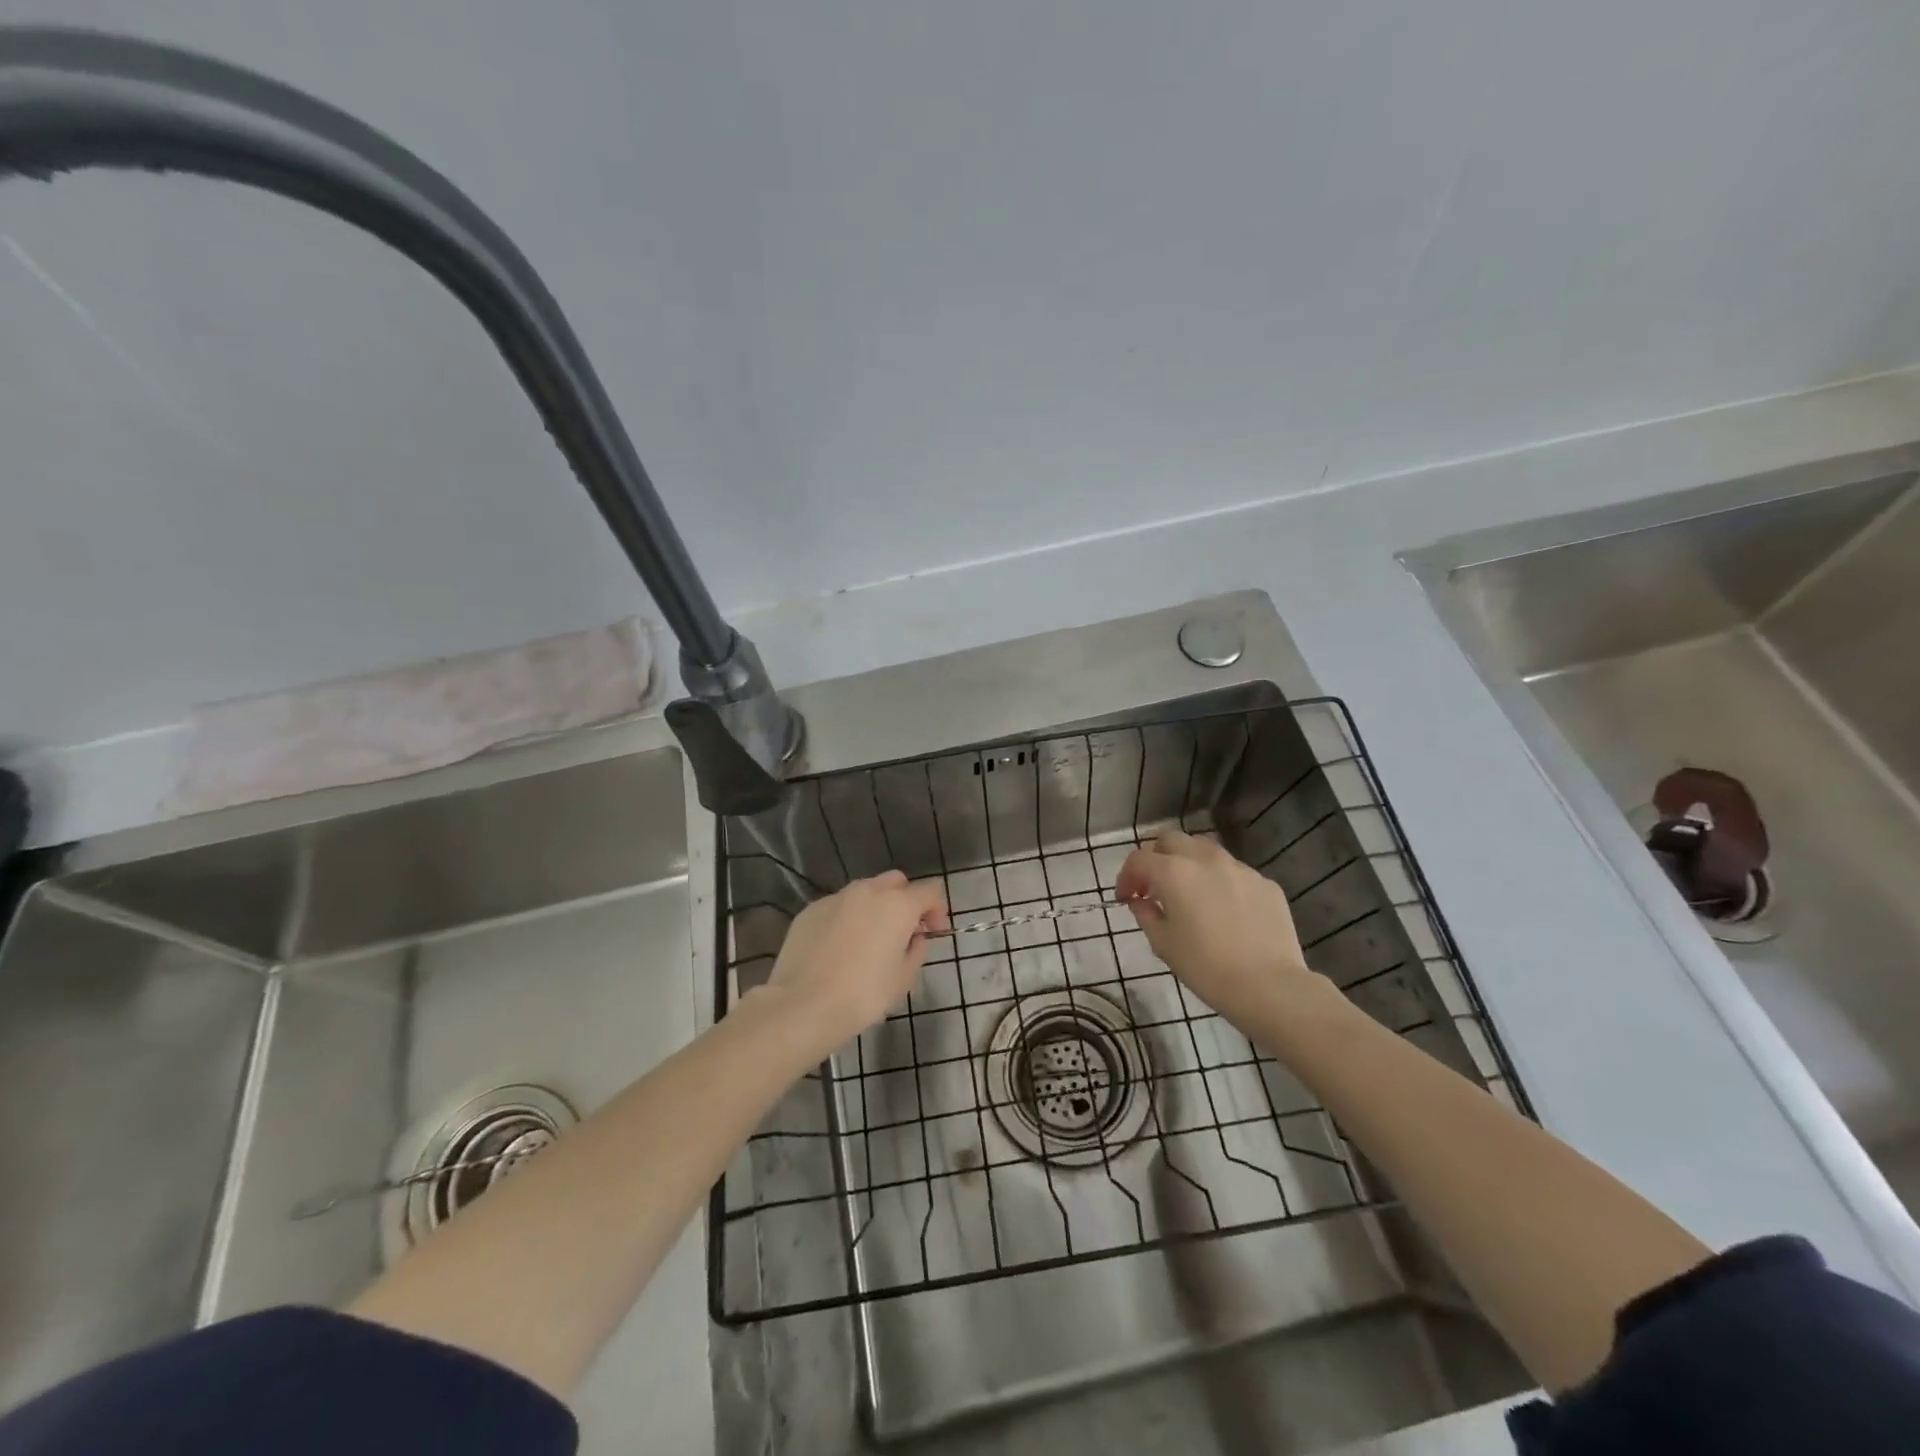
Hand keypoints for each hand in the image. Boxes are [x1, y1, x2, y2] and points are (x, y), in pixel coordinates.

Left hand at [762, 871, 948, 1053]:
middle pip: (896, 882)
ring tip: (868, 941)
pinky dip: (847, 918)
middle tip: (903, 932)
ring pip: (865, 891)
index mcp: (898, 905)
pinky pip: (838, 906)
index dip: (937, 911)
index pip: (930, 891)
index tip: (933, 934)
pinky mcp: (810, 909)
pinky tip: (839, 948)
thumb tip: (914, 938)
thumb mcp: (903, 979)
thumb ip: (916, 950)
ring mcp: (836, 897)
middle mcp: (868, 891)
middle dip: (905, 901)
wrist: (803, 1005)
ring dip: (875, 907)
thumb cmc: (863, 995)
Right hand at [1116, 830, 1321, 1031]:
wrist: (1270, 986)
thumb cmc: (1206, 968)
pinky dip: (1220, 881)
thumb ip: (1146, 915)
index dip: (1126, 877)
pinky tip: (1224, 909)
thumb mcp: (1163, 945)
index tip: (1125, 898)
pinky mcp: (1265, 883)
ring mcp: (1239, 868)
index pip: (1139, 859)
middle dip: (1156, 858)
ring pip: (1205, 850)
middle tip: (1154, 886)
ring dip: (1189, 863)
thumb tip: (1141, 902)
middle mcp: (1206, 859)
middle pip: (1172, 840)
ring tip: (1190, 892)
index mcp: (1174, 873)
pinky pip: (1234, 872)